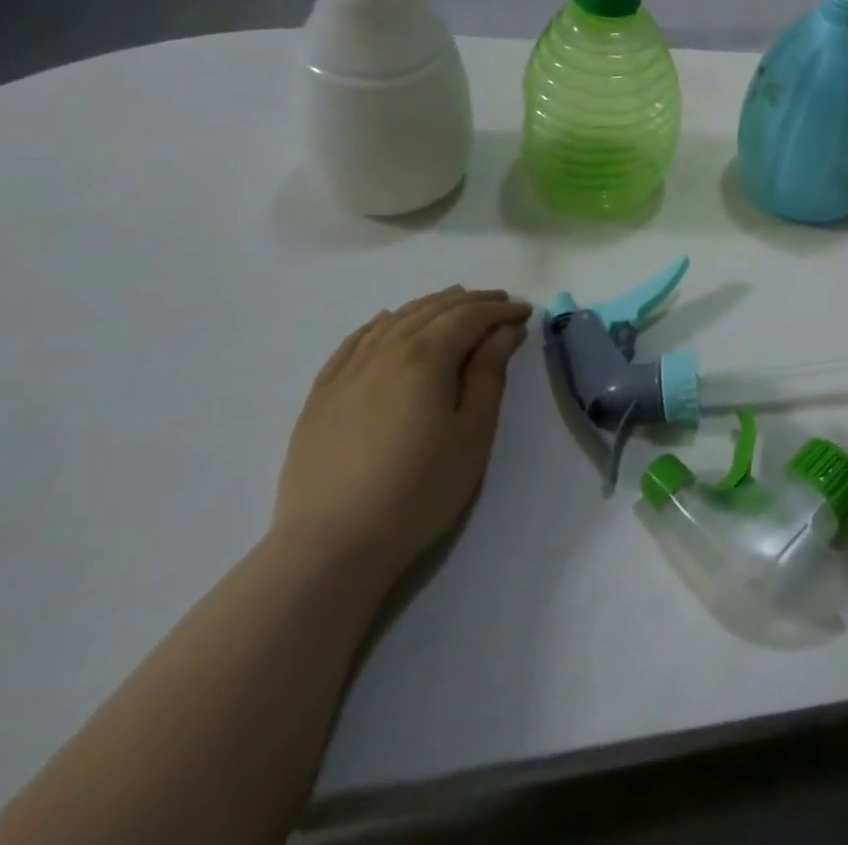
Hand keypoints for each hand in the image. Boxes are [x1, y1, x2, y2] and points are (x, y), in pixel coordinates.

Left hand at [273, 286, 531, 585]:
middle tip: (500, 303)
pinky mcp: (322, 394)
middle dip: (471, 302)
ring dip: (429, 306)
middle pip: (432, 310)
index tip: (525, 313)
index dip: (501, 310)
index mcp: (426, 357)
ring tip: (454, 305)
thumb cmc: (419, 489)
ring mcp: (347, 371)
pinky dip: (381, 323)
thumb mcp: (473, 433)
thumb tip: (502, 332)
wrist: (331, 545)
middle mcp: (385, 351)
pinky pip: (354, 341)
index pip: (469, 317)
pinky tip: (388, 322)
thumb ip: (489, 375)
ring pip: (394, 320)